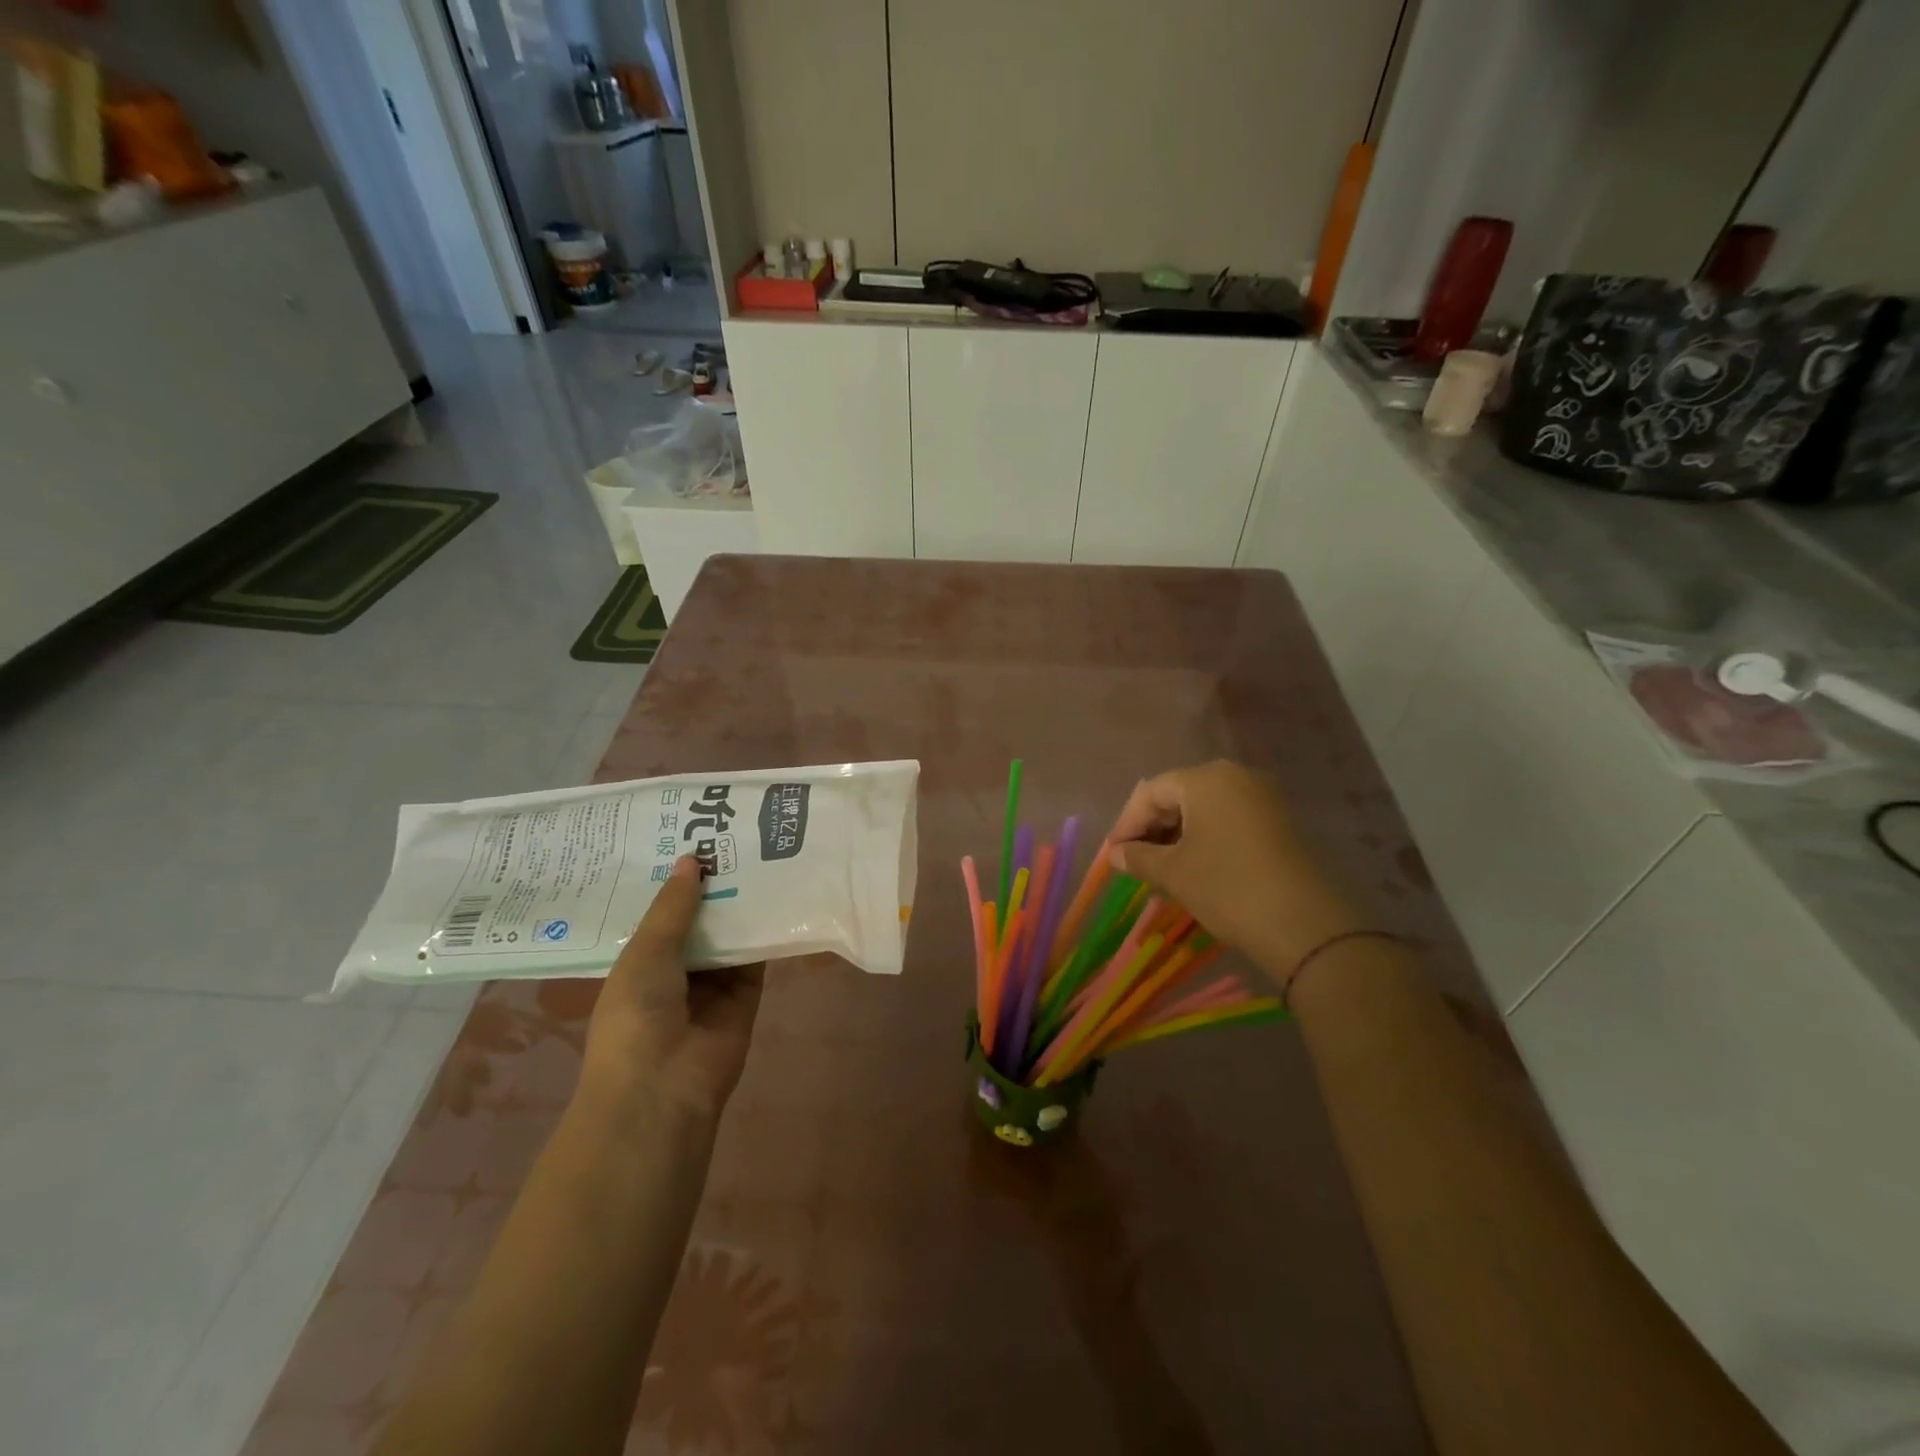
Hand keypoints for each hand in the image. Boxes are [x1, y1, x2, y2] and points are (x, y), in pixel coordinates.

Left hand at [582, 855, 764, 1119]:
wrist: (665, 1086)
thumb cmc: (636, 1016)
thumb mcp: (645, 953)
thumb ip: (673, 907)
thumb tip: (691, 858)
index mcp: (640, 959)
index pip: (659, 910)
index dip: (673, 877)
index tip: (690, 833)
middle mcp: (676, 966)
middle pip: (698, 916)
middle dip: (712, 883)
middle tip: (732, 832)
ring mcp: (713, 980)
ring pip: (730, 931)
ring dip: (741, 901)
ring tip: (759, 850)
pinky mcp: (747, 991)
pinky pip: (758, 953)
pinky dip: (767, 928)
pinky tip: (781, 890)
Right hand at [1108, 761, 1362, 978]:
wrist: (1306, 925)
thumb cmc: (1227, 887)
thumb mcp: (1174, 873)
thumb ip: (1138, 857)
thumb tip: (1116, 853)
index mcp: (1206, 779)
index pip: (1151, 792)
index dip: (1127, 823)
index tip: (1113, 855)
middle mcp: (1236, 776)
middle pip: (1179, 794)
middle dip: (1152, 827)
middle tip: (1135, 862)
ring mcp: (1263, 797)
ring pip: (1205, 808)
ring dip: (1178, 835)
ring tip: (1162, 869)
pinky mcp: (1281, 821)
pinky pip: (1230, 819)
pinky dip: (1207, 838)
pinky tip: (1196, 867)